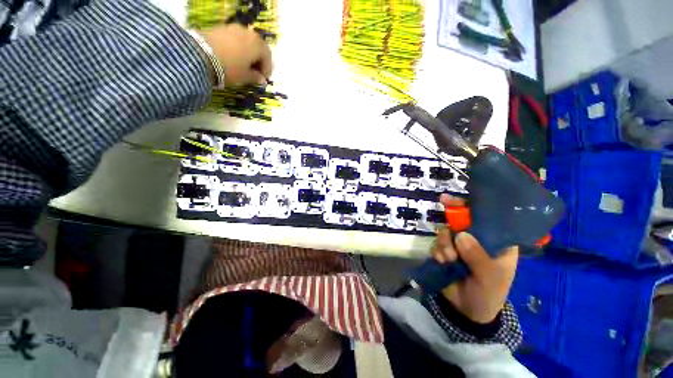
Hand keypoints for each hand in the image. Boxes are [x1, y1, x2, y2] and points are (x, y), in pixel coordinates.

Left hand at [198, 24, 272, 85]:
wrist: (199, 55)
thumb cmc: (230, 68)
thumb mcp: (245, 76)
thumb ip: (256, 77)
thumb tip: (262, 79)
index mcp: (258, 44)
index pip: (268, 56)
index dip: (267, 69)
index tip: (263, 79)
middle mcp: (248, 33)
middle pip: (258, 47)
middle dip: (258, 60)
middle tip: (255, 72)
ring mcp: (234, 28)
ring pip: (246, 42)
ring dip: (248, 53)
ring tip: (243, 65)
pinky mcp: (221, 28)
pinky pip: (235, 39)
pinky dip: (238, 48)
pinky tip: (233, 57)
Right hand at [431, 194, 518, 323]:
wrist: (468, 311)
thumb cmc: (489, 293)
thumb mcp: (490, 277)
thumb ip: (477, 257)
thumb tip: (460, 235)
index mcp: (496, 241)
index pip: (485, 217)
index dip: (469, 206)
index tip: (451, 200)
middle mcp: (476, 239)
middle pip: (460, 221)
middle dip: (451, 223)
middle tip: (443, 221)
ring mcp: (458, 245)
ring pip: (446, 232)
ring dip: (445, 244)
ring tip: (449, 260)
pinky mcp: (445, 251)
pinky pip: (437, 244)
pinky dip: (438, 252)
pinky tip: (443, 263)